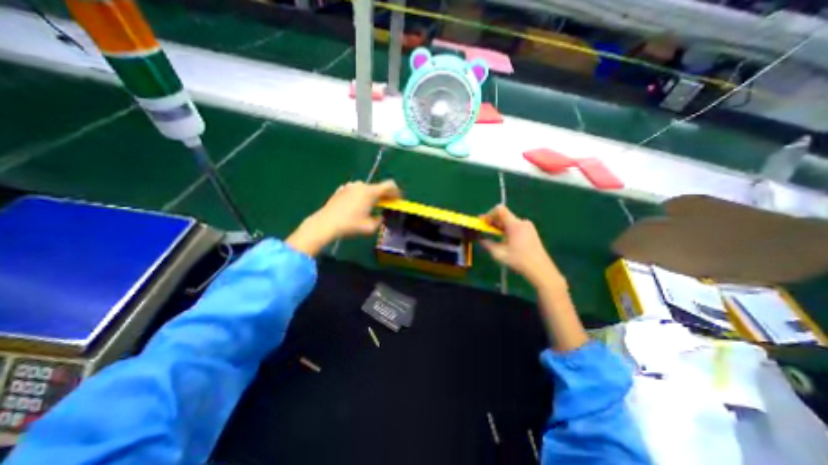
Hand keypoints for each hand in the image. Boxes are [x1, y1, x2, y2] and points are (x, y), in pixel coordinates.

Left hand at [285, 179, 400, 255]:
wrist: (326, 223)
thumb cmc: (350, 225)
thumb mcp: (370, 227)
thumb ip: (379, 220)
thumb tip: (380, 216)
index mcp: (370, 192)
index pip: (389, 185)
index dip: (396, 192)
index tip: (398, 199)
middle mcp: (361, 185)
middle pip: (378, 187)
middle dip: (385, 195)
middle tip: (387, 204)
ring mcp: (350, 186)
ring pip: (367, 188)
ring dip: (373, 196)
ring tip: (372, 207)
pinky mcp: (342, 189)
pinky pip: (357, 190)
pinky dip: (362, 196)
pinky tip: (358, 207)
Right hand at [483, 204, 565, 289]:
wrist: (540, 268)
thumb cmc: (519, 260)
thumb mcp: (499, 254)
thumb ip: (488, 244)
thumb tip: (481, 240)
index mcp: (515, 225)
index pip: (500, 210)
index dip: (489, 214)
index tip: (483, 223)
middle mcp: (522, 222)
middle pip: (504, 215)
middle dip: (493, 221)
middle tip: (485, 228)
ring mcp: (528, 226)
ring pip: (509, 221)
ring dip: (500, 226)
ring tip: (494, 235)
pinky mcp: (531, 231)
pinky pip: (516, 226)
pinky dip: (507, 229)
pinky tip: (505, 239)